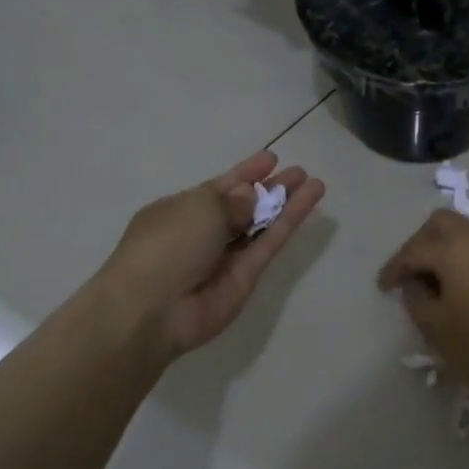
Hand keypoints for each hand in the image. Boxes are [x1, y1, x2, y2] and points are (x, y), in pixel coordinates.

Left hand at [99, 151, 324, 360]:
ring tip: (315, 184)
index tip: (272, 159)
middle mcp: (203, 232)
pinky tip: (308, 202)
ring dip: (286, 204)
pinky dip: (289, 224)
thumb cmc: (166, 245)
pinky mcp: (246, 278)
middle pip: (244, 206)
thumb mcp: (199, 208)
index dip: (246, 173)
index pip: (219, 187)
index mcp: (180, 211)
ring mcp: (225, 257)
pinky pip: (268, 244)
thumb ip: (232, 201)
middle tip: (299, 173)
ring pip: (261, 225)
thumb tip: (250, 197)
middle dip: (270, 188)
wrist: (153, 310)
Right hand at [377, 209, 468, 407]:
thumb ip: (416, 299)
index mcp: (456, 249)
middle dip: (419, 244)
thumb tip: (414, 283)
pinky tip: (457, 285)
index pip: (413, 250)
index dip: (394, 268)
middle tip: (407, 274)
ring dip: (443, 248)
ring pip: (464, 231)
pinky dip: (463, 256)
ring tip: (431, 282)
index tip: (383, 288)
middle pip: (441, 224)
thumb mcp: (438, 329)